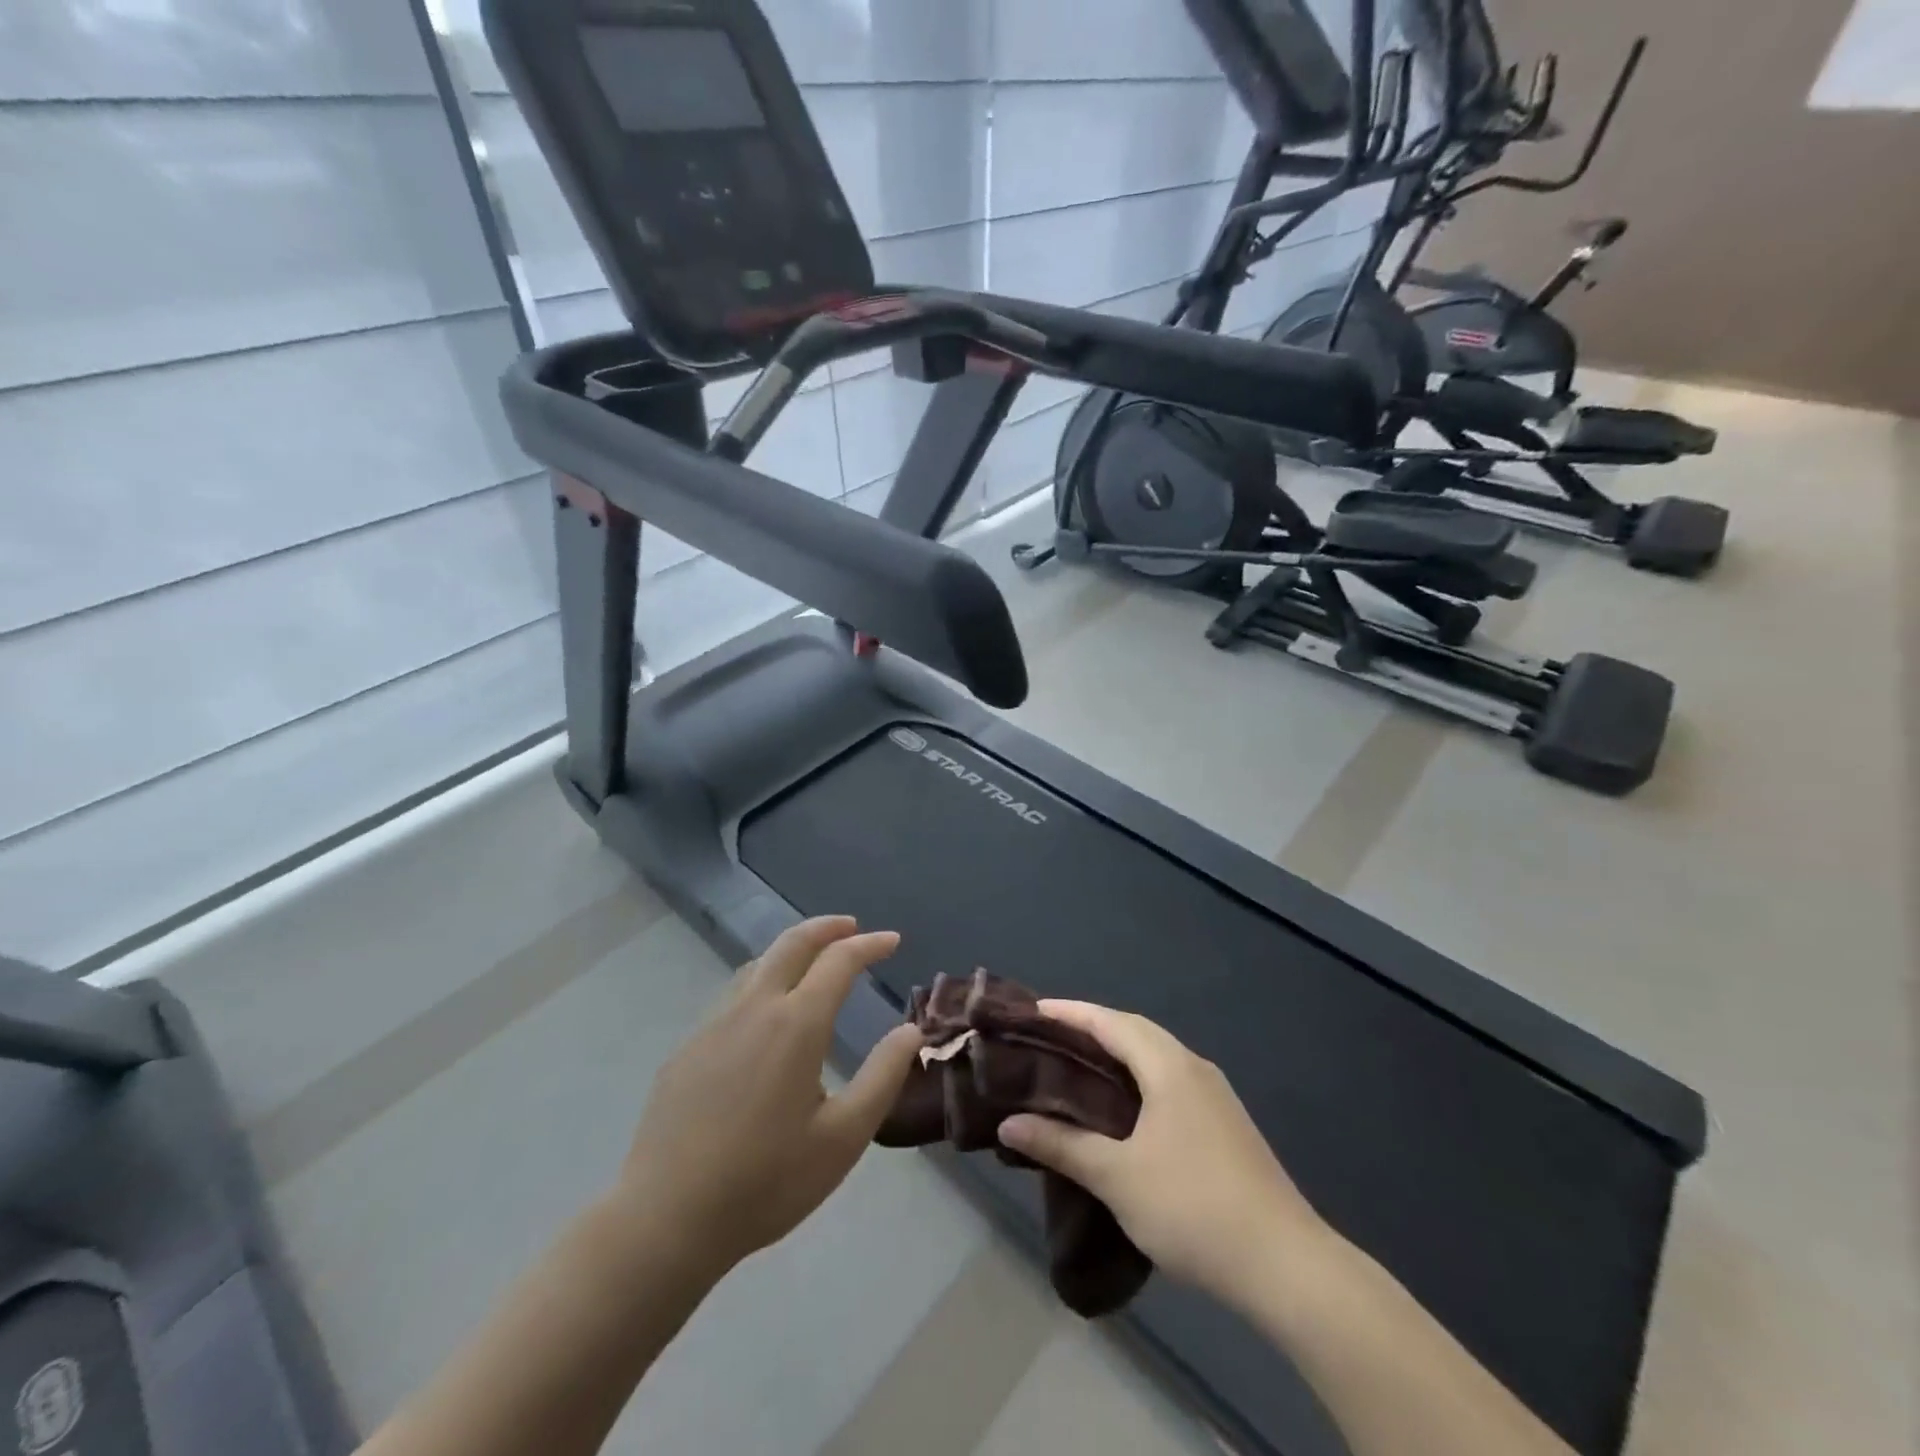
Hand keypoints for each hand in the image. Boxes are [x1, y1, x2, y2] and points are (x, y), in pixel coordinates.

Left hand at [612, 917, 921, 1274]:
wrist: (666, 1219)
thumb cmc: (767, 1182)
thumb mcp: (843, 1137)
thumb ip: (883, 1076)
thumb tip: (911, 1030)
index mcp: (796, 1024)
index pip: (838, 961)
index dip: (869, 945)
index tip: (892, 941)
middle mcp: (754, 1009)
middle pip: (792, 943)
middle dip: (826, 928)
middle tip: (852, 928)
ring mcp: (713, 1025)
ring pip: (758, 965)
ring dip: (792, 951)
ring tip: (813, 964)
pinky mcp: (687, 1048)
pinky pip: (733, 997)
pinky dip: (763, 983)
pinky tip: (766, 1017)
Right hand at [997, 1001, 1324, 1302]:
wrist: (1286, 1265)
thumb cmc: (1193, 1208)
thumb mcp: (1117, 1177)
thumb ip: (1061, 1145)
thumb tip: (1008, 1125)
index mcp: (1169, 1066)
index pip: (1110, 1021)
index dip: (1069, 1013)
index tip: (1032, 1011)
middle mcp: (1194, 1067)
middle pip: (1134, 1031)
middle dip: (1091, 1028)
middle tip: (1048, 1039)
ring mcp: (1214, 1096)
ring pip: (1155, 1057)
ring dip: (1116, 1054)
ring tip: (1076, 1069)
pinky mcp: (1224, 1124)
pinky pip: (1169, 1081)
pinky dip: (1137, 1079)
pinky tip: (1120, 1109)